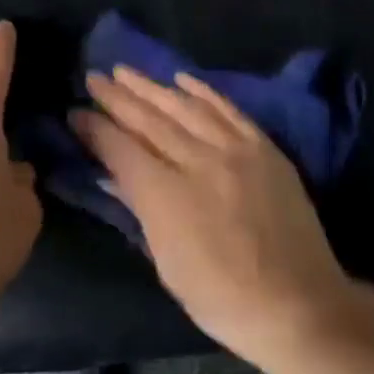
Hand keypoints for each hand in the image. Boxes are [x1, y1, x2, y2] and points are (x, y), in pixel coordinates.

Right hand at [72, 66, 361, 362]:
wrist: (298, 302)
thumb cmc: (222, 298)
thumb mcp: (167, 264)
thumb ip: (141, 211)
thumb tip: (116, 176)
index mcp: (166, 195)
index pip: (121, 149)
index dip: (95, 129)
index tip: (76, 112)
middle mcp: (198, 160)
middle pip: (149, 120)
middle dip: (117, 97)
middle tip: (94, 77)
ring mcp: (234, 149)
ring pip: (185, 107)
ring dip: (152, 87)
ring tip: (126, 71)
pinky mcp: (263, 146)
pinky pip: (227, 109)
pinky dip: (203, 91)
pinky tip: (182, 79)